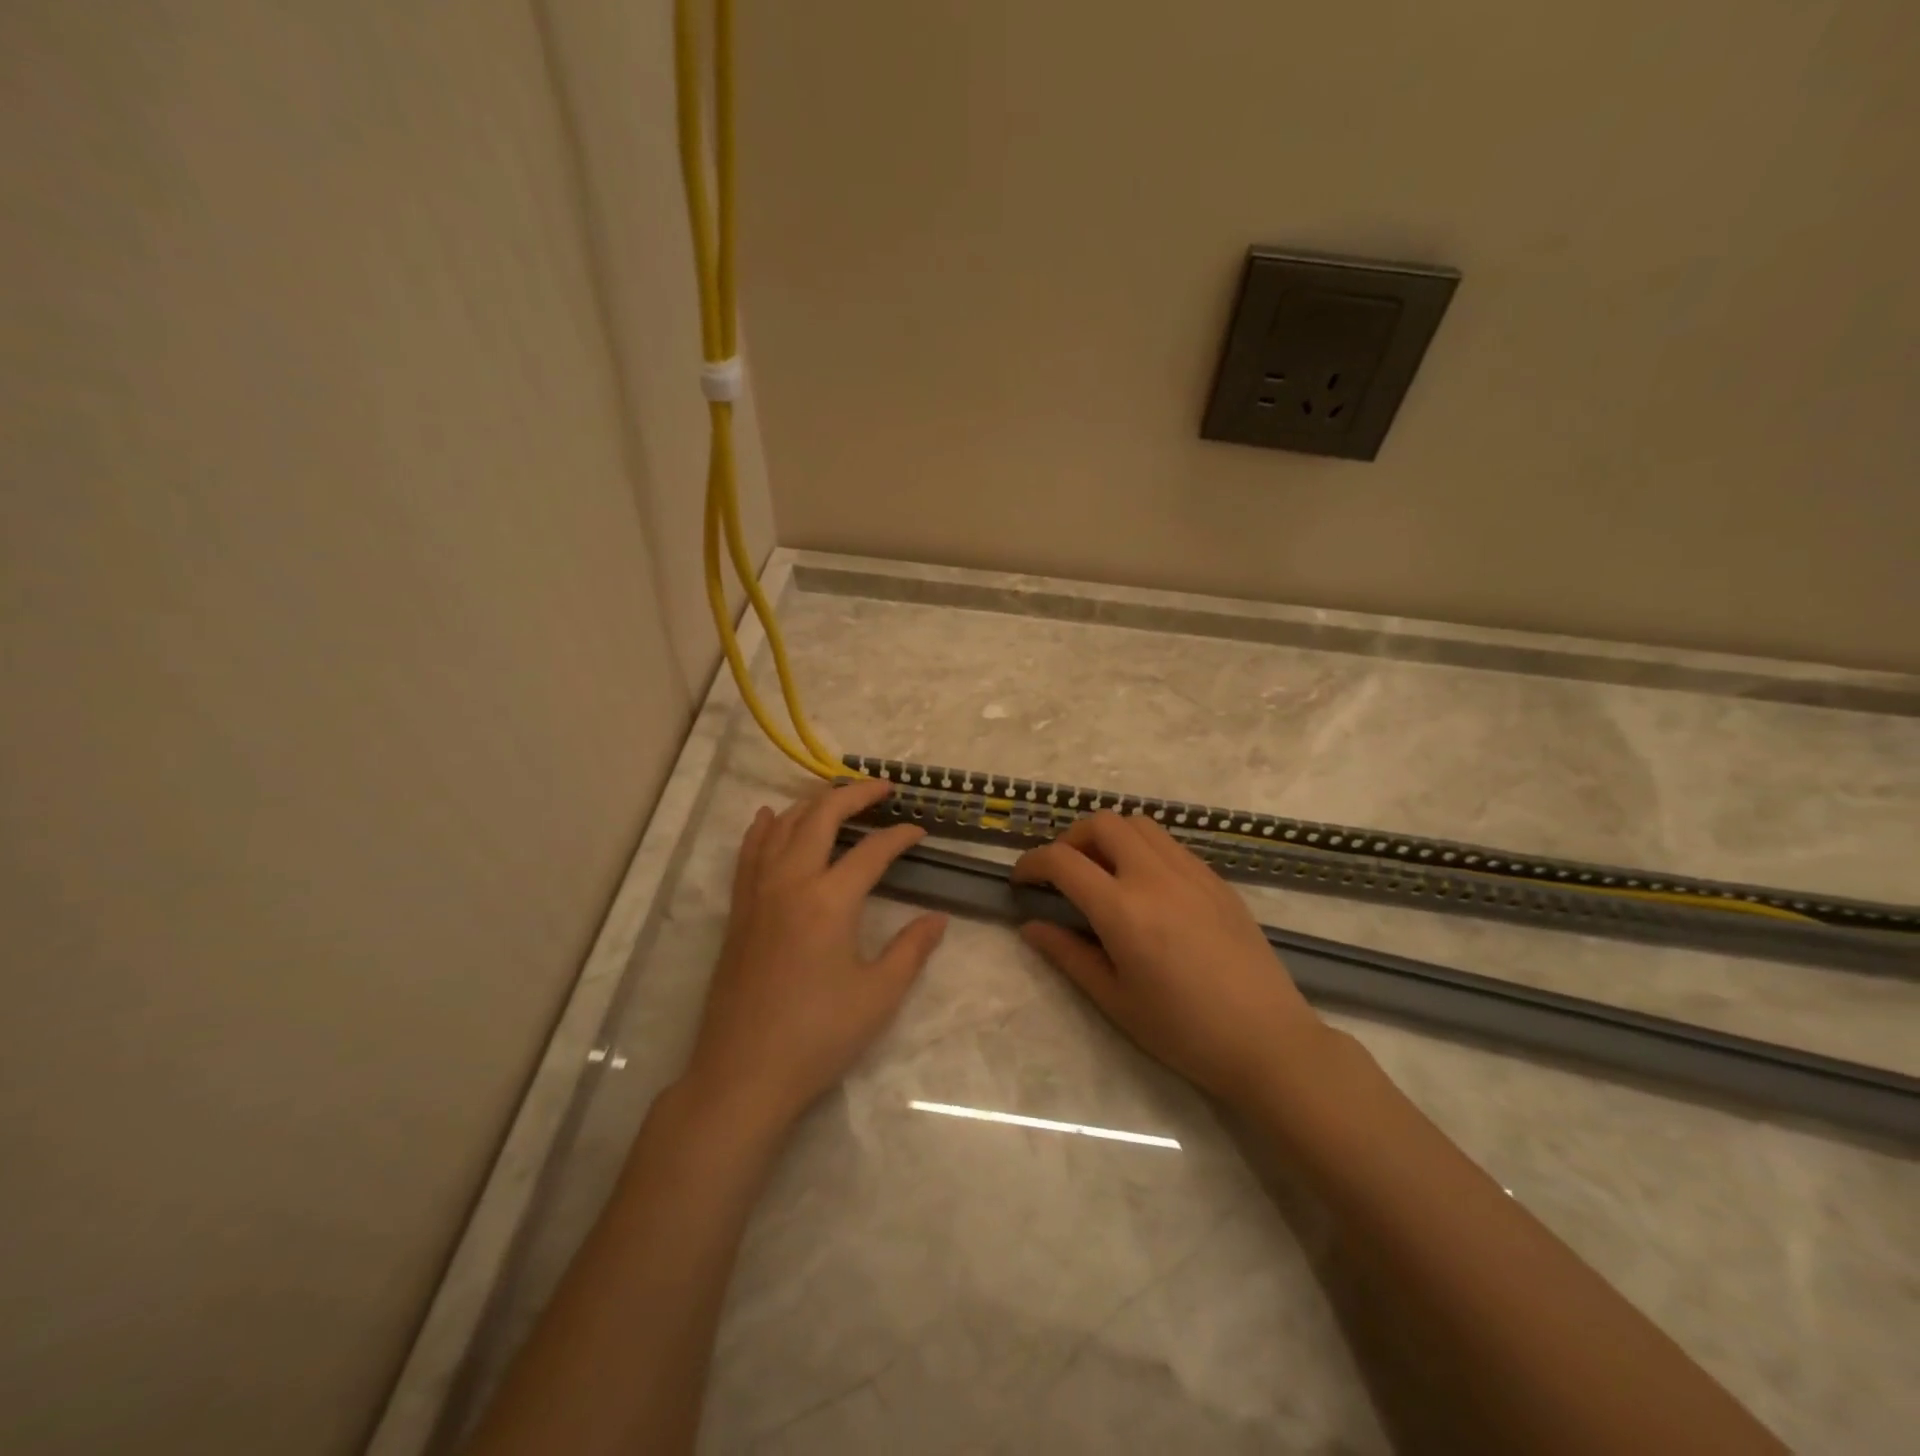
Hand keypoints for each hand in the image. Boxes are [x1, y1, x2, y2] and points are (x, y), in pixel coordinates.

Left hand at [681, 779, 947, 1131]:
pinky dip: (764, 828)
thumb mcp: (879, 995)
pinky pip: (749, 853)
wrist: (743, 1074)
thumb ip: (911, 949)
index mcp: (829, 900)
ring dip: (812, 804)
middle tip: (882, 789)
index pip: (872, 851)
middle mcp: (790, 882)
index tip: (920, 832)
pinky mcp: (739, 911)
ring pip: (783, 827)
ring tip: (837, 798)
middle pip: (821, 817)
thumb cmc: (818, 1036)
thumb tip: (937, 918)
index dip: (900, 836)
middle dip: (854, 795)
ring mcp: (758, 893)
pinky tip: (771, 817)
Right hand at [1013, 811, 1329, 1106]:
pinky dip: (1143, 849)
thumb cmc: (1183, 1031)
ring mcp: (1191, 872)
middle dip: (1070, 839)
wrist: (1268, 1041)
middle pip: (1102, 823)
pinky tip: (1145, 887)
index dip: (1031, 863)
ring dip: (1109, 837)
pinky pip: (1169, 844)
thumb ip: (1068, 955)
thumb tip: (1030, 926)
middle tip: (1063, 874)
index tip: (1021, 881)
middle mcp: (1155, 876)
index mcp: (1123, 909)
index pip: (1063, 860)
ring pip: (1139, 824)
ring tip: (1103, 874)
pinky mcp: (1216, 879)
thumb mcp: (1115, 1000)